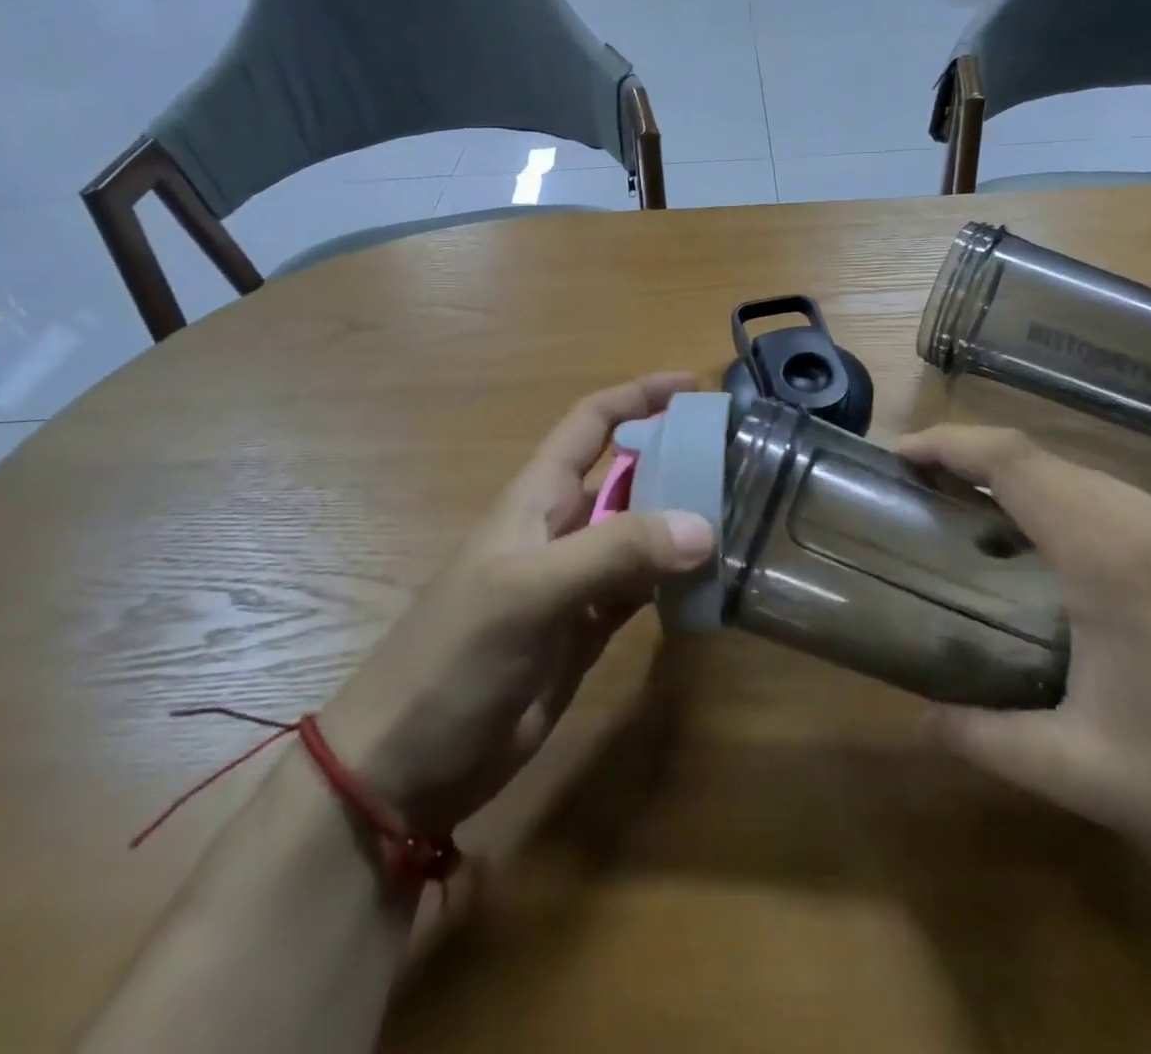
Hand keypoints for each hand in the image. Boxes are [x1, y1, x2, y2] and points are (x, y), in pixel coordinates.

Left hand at [322, 374, 714, 834]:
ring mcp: (576, 582)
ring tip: (744, 516)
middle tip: (742, 461)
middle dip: (678, 459)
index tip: (694, 387)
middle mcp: (561, 529)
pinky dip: (676, 582)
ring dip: (684, 523)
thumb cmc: (455, 657)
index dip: (638, 396)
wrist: (406, 764)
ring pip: (642, 534)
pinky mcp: (588, 630)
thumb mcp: (528, 592)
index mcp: (537, 497)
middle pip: (627, 475)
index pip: (592, 423)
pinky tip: (712, 582)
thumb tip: (703, 526)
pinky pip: (643, 590)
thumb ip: (613, 554)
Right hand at [899, 425, 1150, 915]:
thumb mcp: (1093, 778)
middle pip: (1055, 464)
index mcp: (1118, 559)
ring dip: (1042, 493)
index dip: (951, 444)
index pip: (1017, 462)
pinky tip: (1098, 580)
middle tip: (937, 500)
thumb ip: (992, 740)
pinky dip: (1094, 518)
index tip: (902, 456)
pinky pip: (1149, 516)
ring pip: (1105, 487)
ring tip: (1003, 537)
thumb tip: (923, 720)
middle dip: (984, 465)